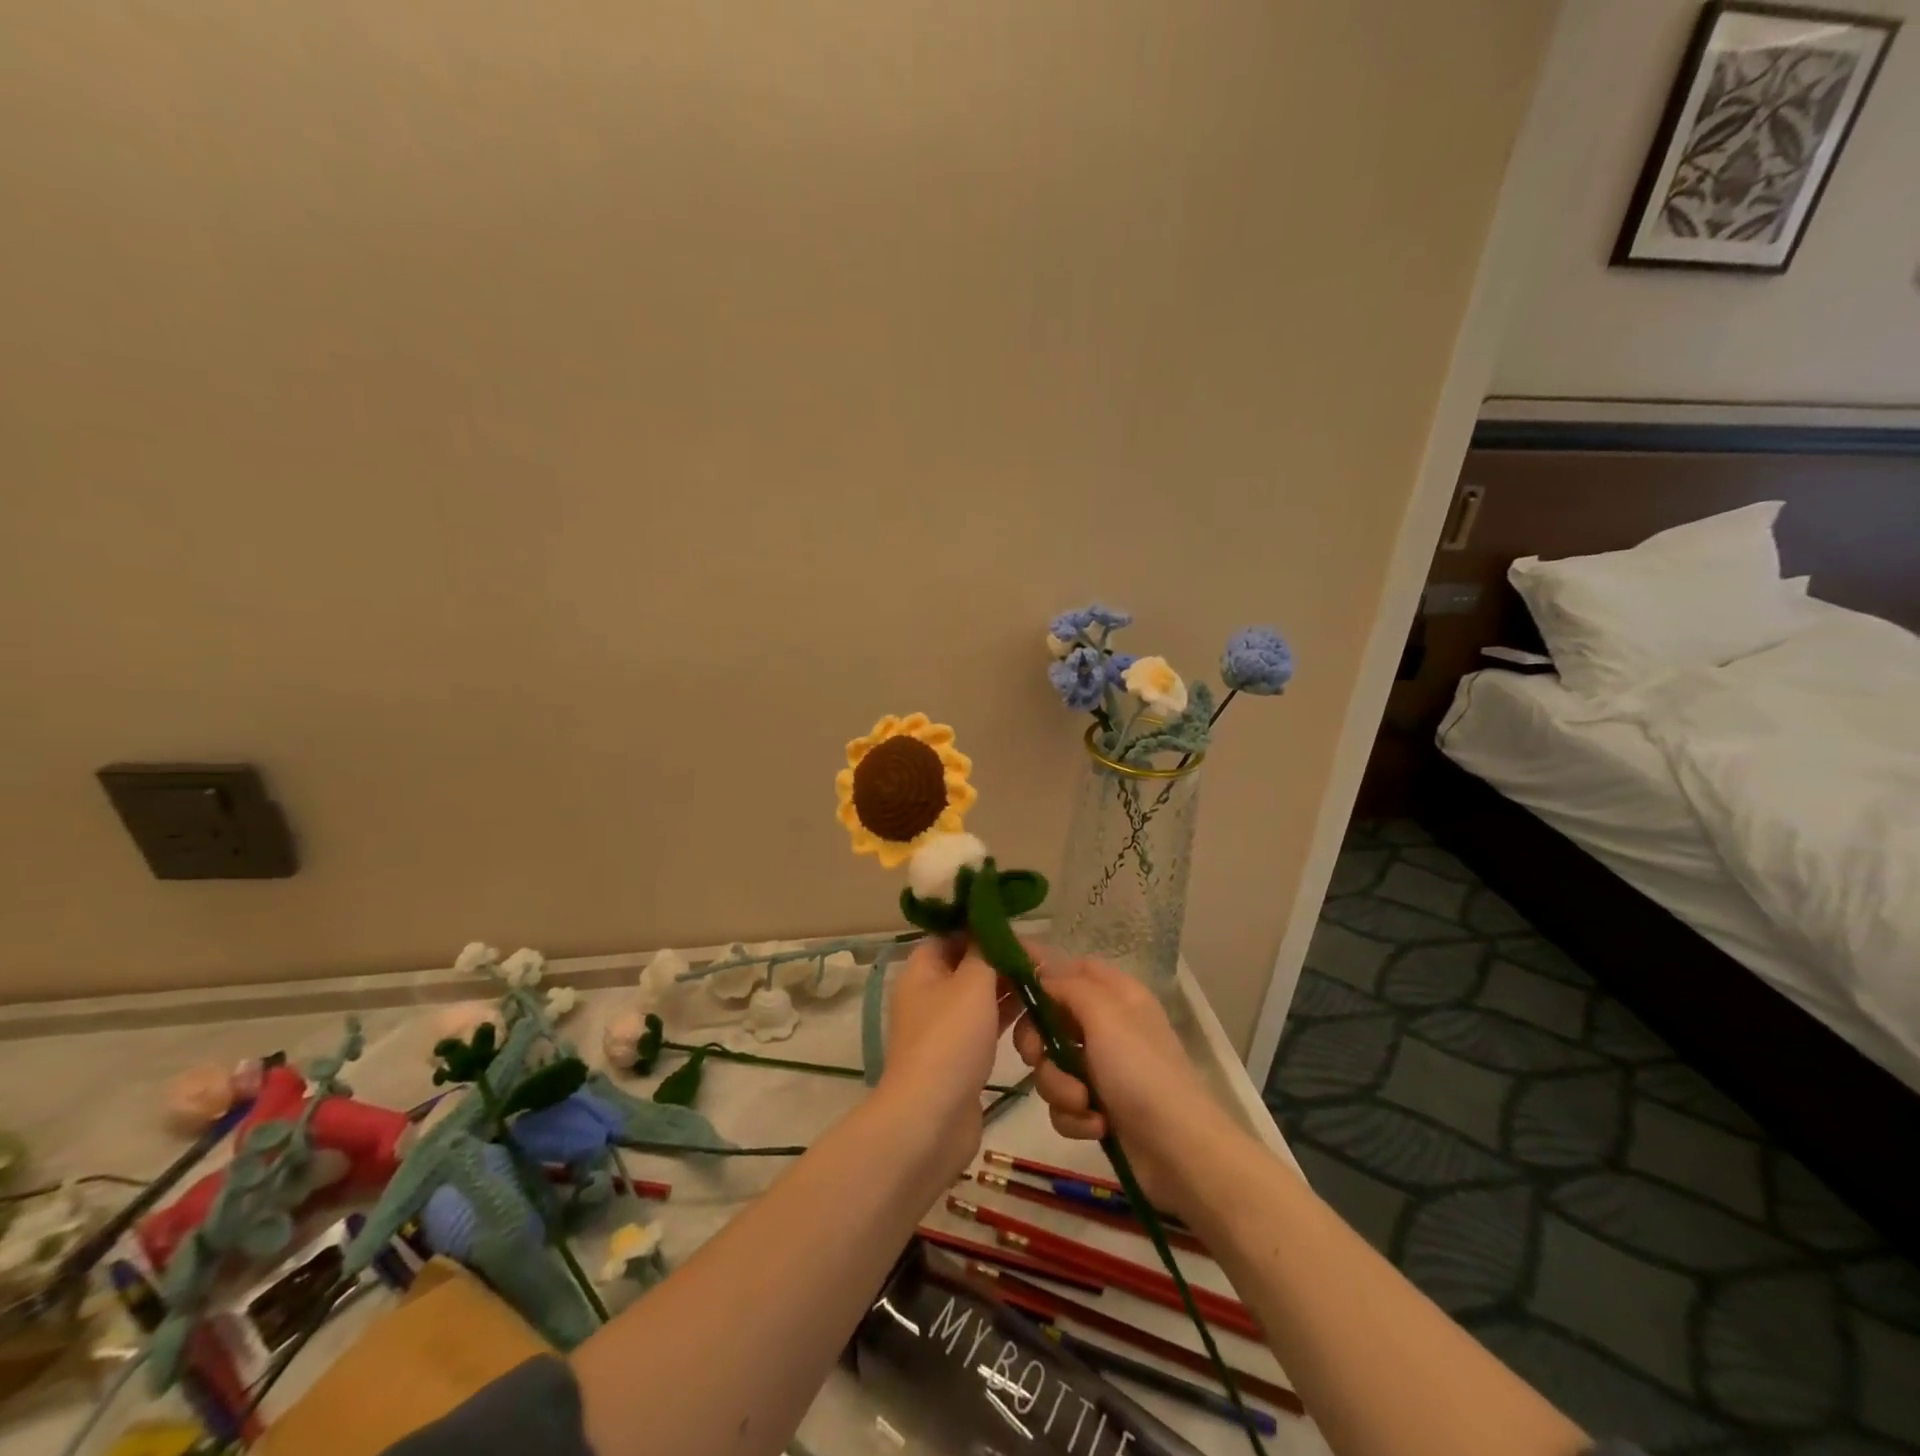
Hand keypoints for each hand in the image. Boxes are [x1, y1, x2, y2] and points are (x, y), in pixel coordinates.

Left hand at [880, 938, 1020, 1179]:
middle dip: (1002, 959)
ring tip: (1046, 982)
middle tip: (1042, 959)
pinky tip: (1036, 1012)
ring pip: (980, 996)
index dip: (982, 928)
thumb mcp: (971, 983)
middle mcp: (928, 994)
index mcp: (922, 970)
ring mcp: (944, 1027)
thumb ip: (986, 951)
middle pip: (968, 964)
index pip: (951, 934)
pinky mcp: (960, 1056)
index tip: (1017, 930)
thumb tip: (990, 926)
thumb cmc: (950, 1039)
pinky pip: (986, 1024)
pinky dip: (1007, 1016)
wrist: (932, 1118)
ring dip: (1009, 988)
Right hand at [1012, 957, 1241, 1215]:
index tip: (1008, 986)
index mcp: (1117, 995)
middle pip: (1050, 1019)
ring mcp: (1102, 1069)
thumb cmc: (1142, 1073)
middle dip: (1038, 1042)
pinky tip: (1096, 1126)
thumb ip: (1067, 986)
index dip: (1042, 973)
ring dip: (1059, 1087)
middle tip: (1037, 1056)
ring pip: (1051, 1065)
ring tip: (1084, 1103)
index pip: (1072, 967)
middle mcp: (1108, 1026)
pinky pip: (1063, 1102)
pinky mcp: (1097, 1107)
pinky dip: (1074, 1116)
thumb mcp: (1105, 1016)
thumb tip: (1039, 971)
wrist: (1180, 1153)